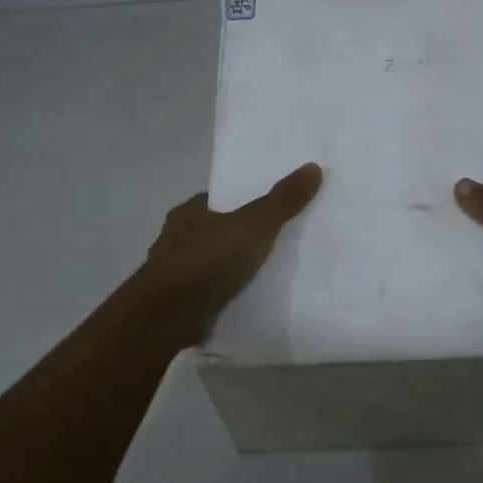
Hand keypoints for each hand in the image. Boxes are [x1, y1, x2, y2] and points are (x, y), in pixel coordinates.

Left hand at [137, 163, 322, 343]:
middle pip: (217, 230)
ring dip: (233, 267)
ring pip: (213, 262)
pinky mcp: (180, 303)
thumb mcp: (254, 225)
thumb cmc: (207, 261)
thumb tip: (313, 166)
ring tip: (271, 271)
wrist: (168, 316)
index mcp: (189, 212)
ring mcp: (176, 273)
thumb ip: (282, 201)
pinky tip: (250, 298)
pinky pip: (211, 291)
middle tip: (279, 240)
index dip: (244, 201)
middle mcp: (177, 238)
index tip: (272, 208)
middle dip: (241, 235)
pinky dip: (227, 292)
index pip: (220, 199)